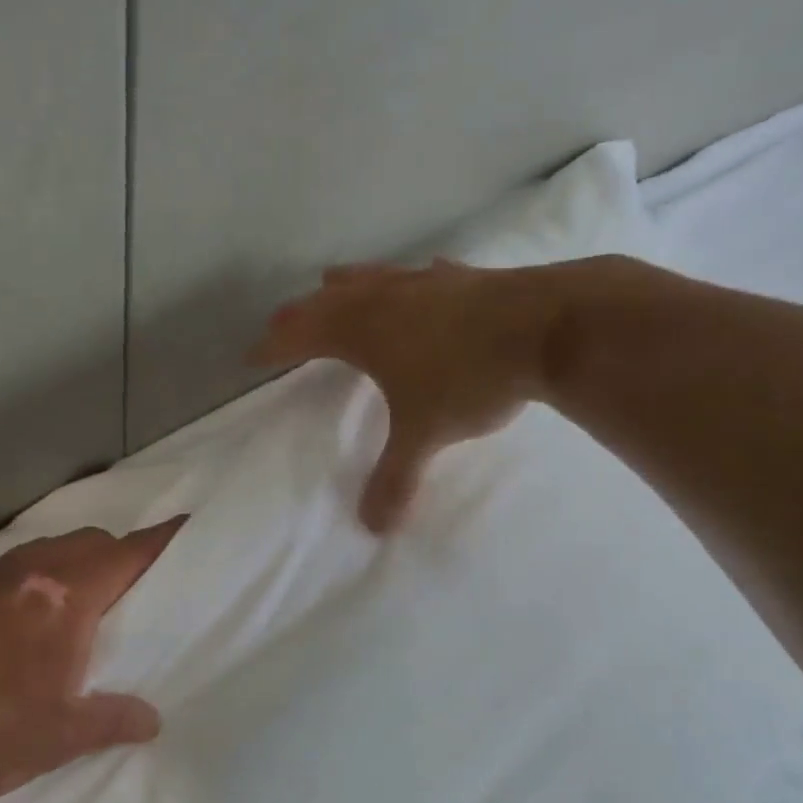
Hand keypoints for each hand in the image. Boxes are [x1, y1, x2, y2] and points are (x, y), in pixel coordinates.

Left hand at [0, 520, 184, 800]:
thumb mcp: (58, 736)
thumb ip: (112, 720)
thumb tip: (152, 720)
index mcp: (65, 598)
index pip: (127, 555)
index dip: (161, 541)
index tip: (187, 527)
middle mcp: (30, 573)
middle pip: (91, 542)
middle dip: (120, 555)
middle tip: (135, 592)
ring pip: (49, 550)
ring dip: (76, 563)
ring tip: (83, 606)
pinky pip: (15, 566)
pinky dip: (38, 577)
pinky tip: (26, 619)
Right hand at [250, 260, 588, 530]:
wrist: (550, 328)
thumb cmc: (469, 378)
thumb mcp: (425, 434)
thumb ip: (395, 479)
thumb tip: (373, 527)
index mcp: (362, 332)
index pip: (302, 335)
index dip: (274, 346)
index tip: (252, 356)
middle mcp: (387, 300)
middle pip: (329, 301)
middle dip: (301, 314)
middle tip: (283, 324)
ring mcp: (427, 283)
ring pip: (372, 278)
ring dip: (346, 285)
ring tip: (332, 284)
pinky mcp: (466, 279)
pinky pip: (421, 275)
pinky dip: (406, 281)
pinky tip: (420, 279)